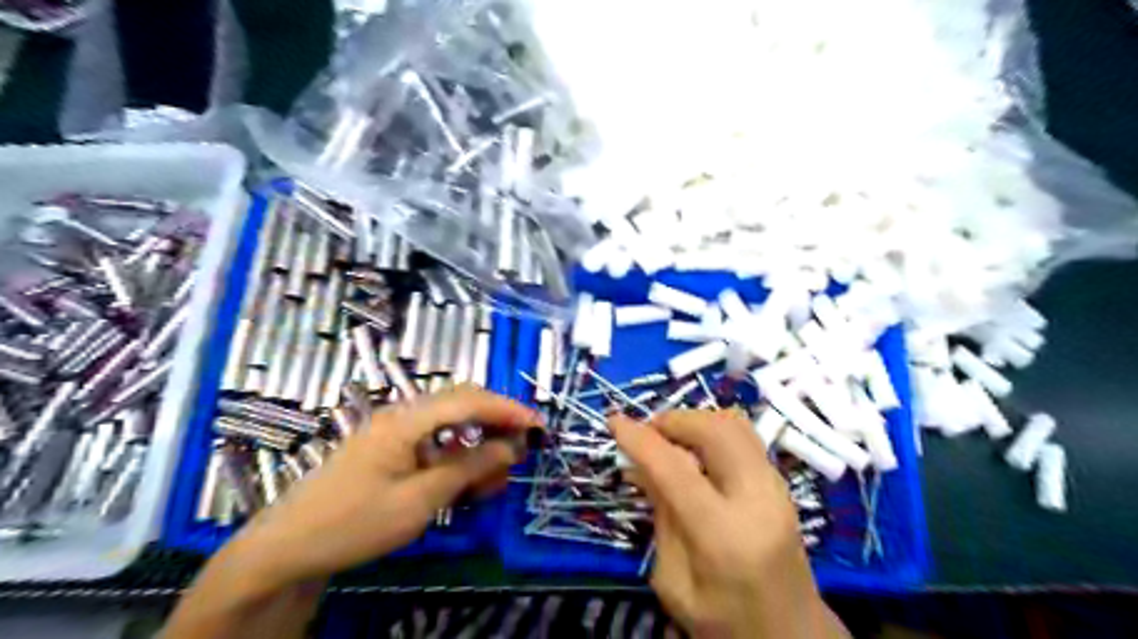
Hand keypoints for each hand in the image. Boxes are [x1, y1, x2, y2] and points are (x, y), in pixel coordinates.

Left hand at [225, 383, 544, 590]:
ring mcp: (394, 431)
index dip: (508, 410)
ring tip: (495, 478)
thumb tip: (511, 447)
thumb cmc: (353, 523)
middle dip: (497, 423)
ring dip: (478, 444)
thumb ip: (469, 469)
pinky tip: (466, 482)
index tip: (538, 427)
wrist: (286, 549)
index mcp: (406, 420)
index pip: (470, 401)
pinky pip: (434, 443)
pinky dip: (458, 457)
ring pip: (451, 425)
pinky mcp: (390, 449)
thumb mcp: (419, 500)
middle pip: (462, 404)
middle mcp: (402, 415)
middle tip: (521, 451)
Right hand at [615, 409, 842, 637]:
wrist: (792, 635)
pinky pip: (743, 435)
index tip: (614, 422)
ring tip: (668, 439)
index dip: (641, 440)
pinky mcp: (781, 481)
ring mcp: (776, 486)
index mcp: (724, 535)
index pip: (676, 469)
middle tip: (646, 433)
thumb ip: (660, 517)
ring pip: (733, 423)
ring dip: (694, 421)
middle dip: (673, 420)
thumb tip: (641, 464)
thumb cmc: (725, 622)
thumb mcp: (673, 583)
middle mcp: (757, 498)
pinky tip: (694, 450)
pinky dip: (711, 429)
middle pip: (715, 430)